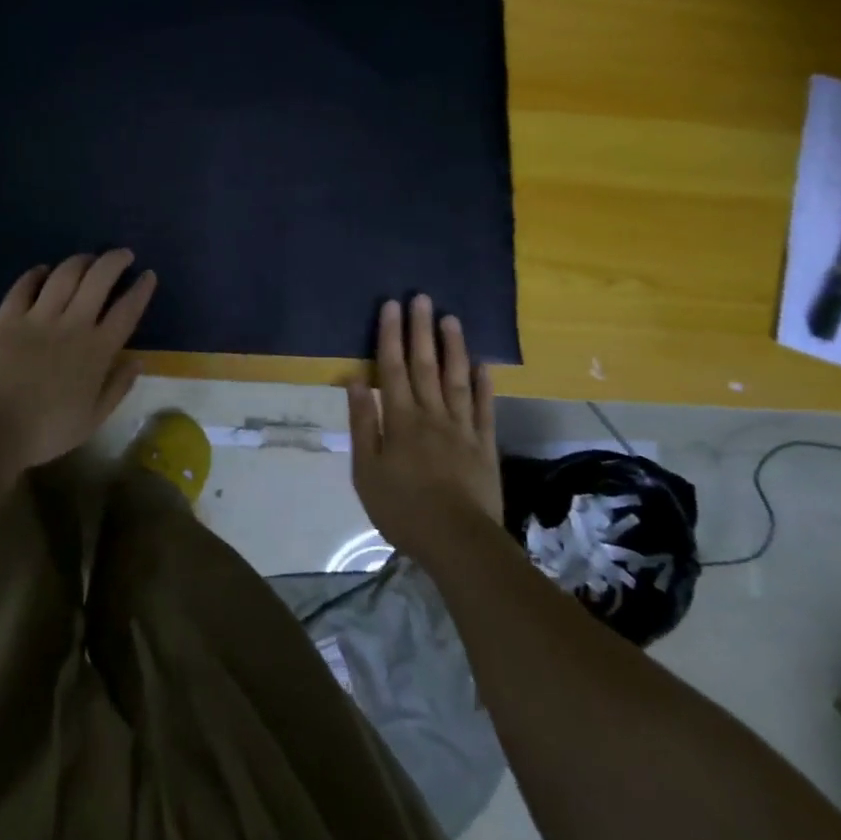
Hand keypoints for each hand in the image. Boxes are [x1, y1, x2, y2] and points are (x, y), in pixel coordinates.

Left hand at [0, 251, 156, 470]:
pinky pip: (24, 286)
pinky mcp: (7, 318)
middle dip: (114, 261)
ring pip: (64, 275)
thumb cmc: (45, 431)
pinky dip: (36, 274)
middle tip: (123, 255)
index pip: (126, 311)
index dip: (140, 290)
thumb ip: (117, 388)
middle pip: (98, 280)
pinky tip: (43, 270)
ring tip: (88, 259)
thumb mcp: (92, 420)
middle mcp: (72, 325)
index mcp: (97, 351)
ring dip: (80, 261)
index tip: (148, 274)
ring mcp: (38, 318)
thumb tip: (137, 361)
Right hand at [348, 295, 499, 561]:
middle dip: (421, 330)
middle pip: (425, 365)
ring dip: (453, 347)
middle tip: (421, 298)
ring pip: (456, 379)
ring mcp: (462, 428)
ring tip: (450, 319)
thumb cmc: (403, 509)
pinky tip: (483, 366)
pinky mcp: (485, 446)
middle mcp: (432, 414)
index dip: (390, 335)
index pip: (392, 368)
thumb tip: (355, 381)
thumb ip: (363, 423)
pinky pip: (484, 409)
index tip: (391, 306)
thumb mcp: (366, 471)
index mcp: (401, 419)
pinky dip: (483, 385)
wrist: (458, 542)